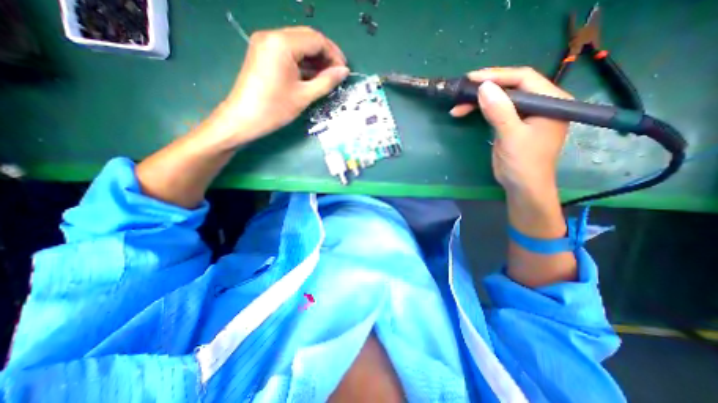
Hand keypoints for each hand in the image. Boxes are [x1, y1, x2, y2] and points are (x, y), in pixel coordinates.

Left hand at [215, 27, 351, 142]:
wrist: (243, 119)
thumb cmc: (275, 109)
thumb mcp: (304, 96)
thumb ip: (326, 81)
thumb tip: (344, 71)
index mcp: (282, 44)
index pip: (316, 40)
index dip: (334, 54)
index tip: (344, 71)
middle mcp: (272, 36)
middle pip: (307, 38)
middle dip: (325, 54)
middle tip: (337, 73)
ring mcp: (265, 43)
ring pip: (298, 44)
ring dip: (315, 58)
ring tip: (327, 77)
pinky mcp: (263, 53)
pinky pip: (288, 52)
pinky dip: (302, 62)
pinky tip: (312, 75)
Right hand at [448, 66, 572, 194]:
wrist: (522, 187)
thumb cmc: (523, 163)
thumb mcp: (512, 136)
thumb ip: (500, 111)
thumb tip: (484, 87)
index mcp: (551, 100)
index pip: (523, 78)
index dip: (497, 76)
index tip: (472, 78)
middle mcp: (541, 103)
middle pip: (511, 86)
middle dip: (485, 88)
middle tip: (462, 91)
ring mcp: (525, 114)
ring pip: (501, 98)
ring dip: (479, 101)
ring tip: (458, 106)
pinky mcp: (513, 123)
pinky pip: (496, 110)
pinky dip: (480, 111)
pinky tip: (465, 112)